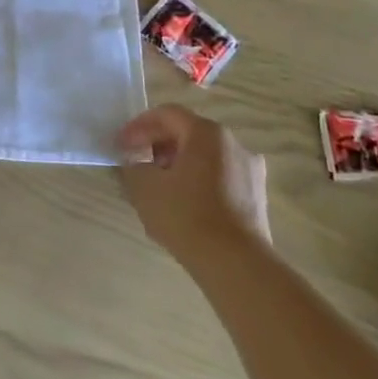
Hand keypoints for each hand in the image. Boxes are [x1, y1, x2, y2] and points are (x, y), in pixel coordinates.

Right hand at [118, 106, 269, 252]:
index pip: (167, 115)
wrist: (236, 263)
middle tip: (137, 164)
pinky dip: (197, 182)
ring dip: (177, 164)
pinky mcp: (256, 197)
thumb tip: (134, 162)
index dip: (138, 126)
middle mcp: (233, 144)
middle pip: (188, 133)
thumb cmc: (186, 215)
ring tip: (157, 187)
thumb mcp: (143, 187)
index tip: (120, 145)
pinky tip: (182, 205)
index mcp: (207, 133)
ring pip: (205, 157)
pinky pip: (220, 177)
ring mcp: (250, 171)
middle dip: (158, 145)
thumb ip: (132, 166)